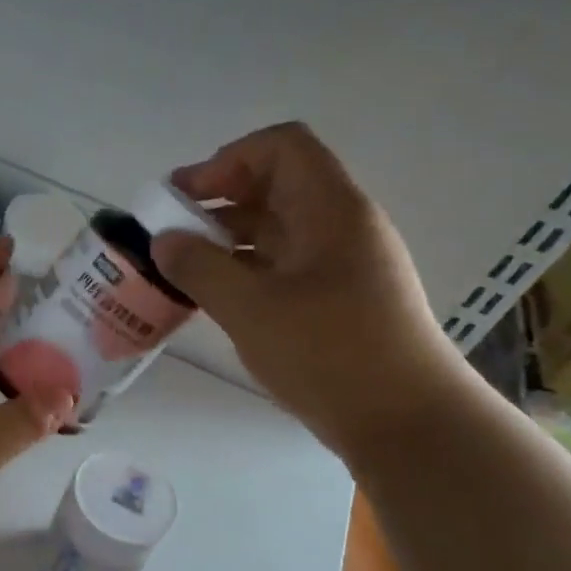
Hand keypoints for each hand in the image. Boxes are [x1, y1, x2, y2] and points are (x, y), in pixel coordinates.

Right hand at [152, 122, 468, 462]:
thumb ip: (199, 268)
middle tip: (171, 233)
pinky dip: (247, 271)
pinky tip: (218, 300)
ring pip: (278, 231)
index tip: (186, 197)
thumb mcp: (251, 309)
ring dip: (229, 240)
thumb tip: (163, 240)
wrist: (407, 423)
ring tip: (183, 269)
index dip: (228, 159)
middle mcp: (341, 226)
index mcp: (330, 210)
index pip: (281, 147)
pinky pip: (285, 267)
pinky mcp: (340, 301)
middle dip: (219, 201)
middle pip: (276, 187)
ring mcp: (344, 265)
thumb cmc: (330, 354)